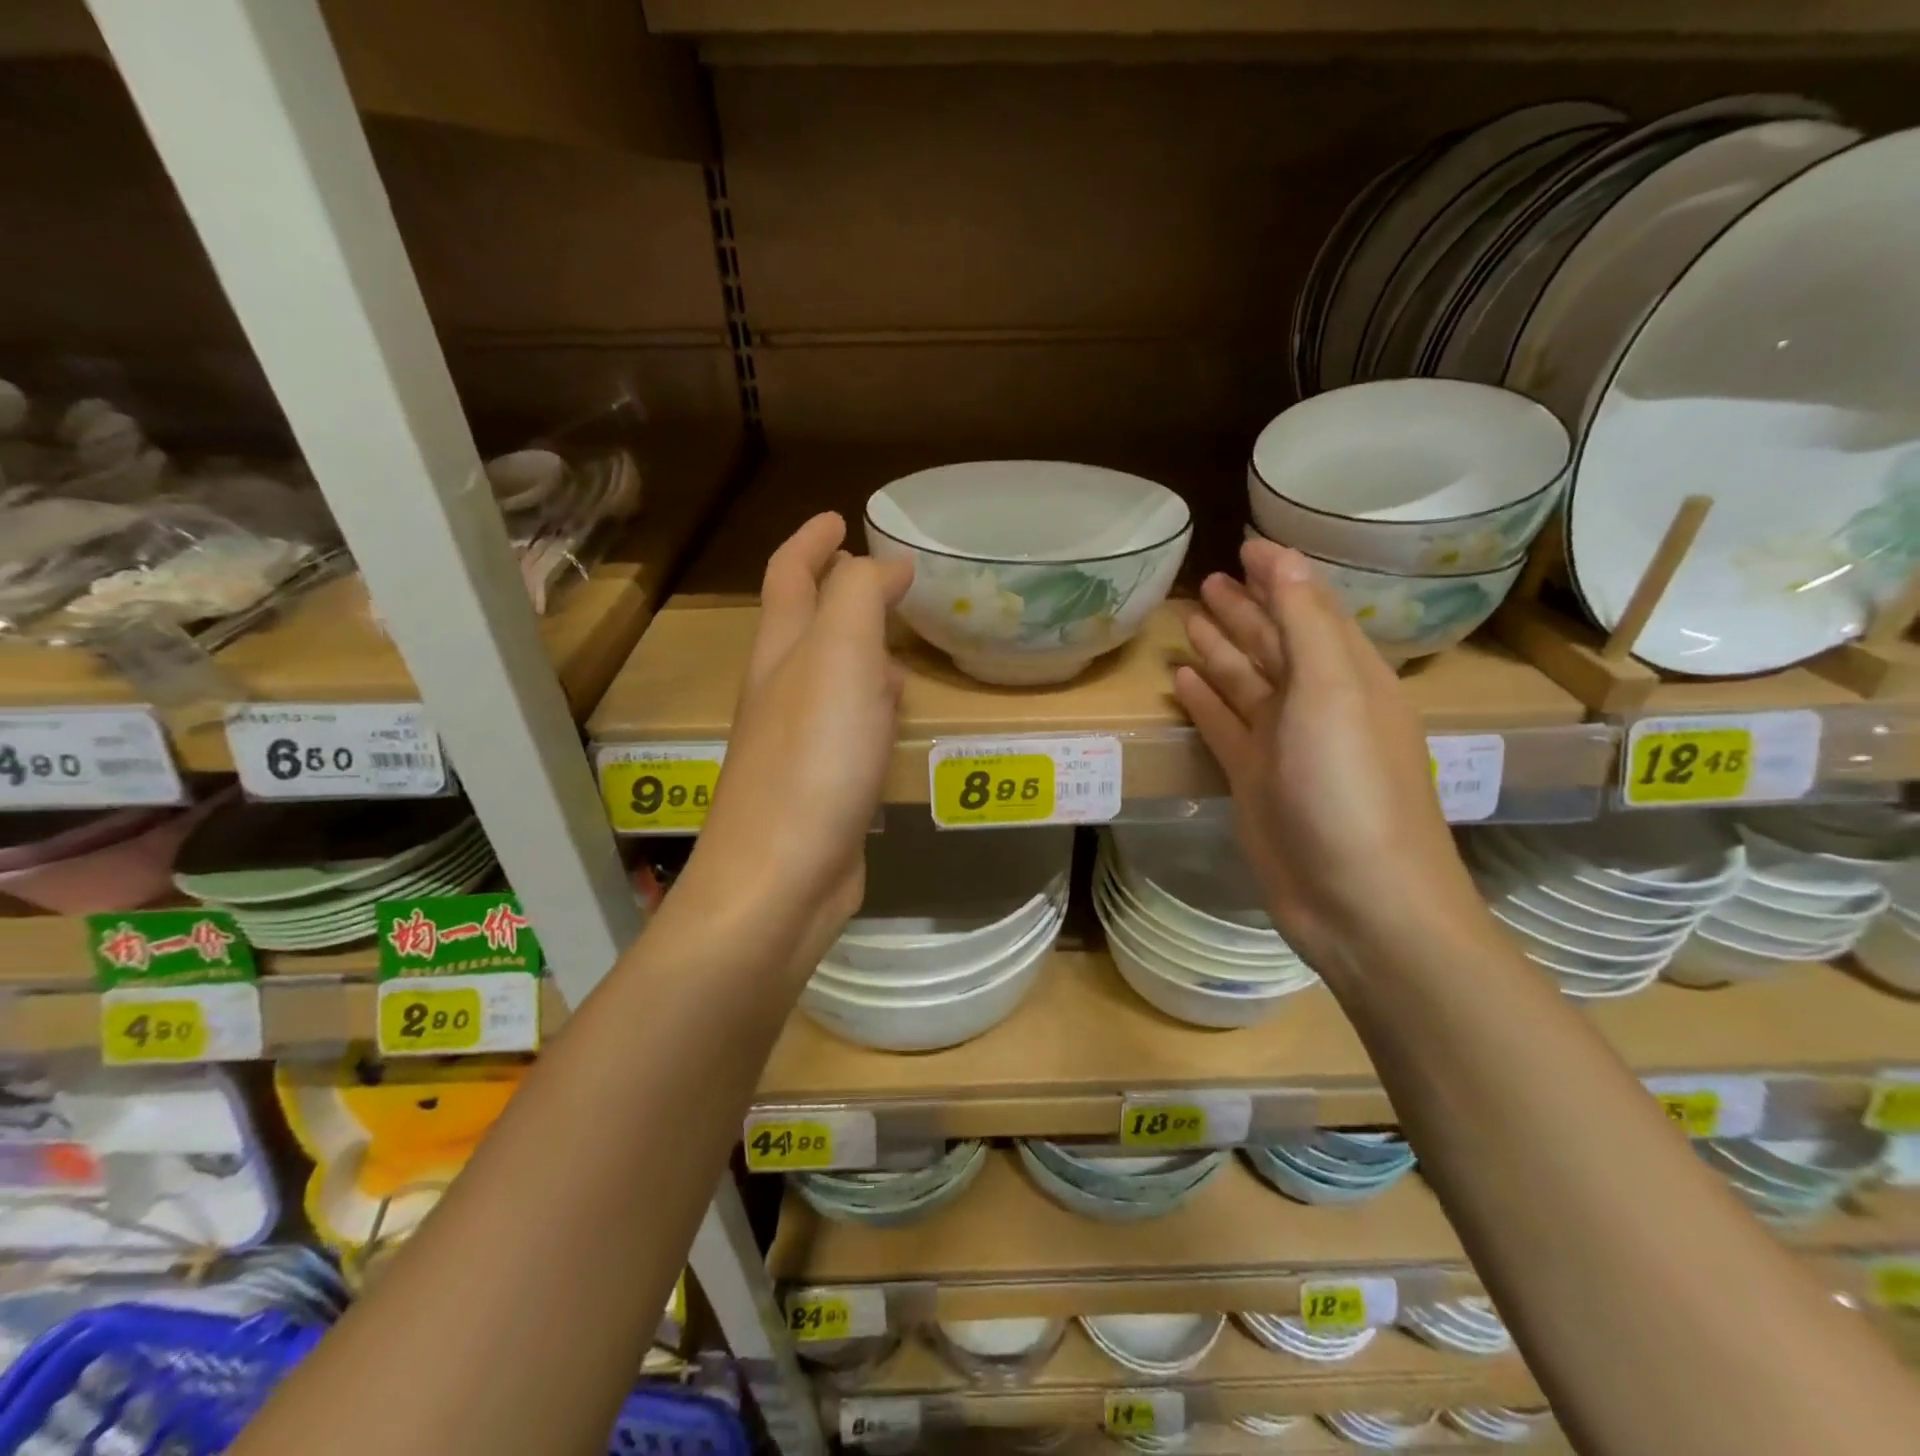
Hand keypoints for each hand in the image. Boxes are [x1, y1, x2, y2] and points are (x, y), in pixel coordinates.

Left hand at [675, 514, 911, 974]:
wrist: (781, 878)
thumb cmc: (813, 759)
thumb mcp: (839, 657)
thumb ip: (859, 597)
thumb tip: (884, 563)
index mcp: (781, 651)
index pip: (790, 576)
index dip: (811, 540)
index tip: (841, 516)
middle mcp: (781, 690)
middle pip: (804, 624)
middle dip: (836, 591)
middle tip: (881, 576)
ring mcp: (798, 740)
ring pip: (829, 676)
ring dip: (858, 648)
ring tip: (896, 636)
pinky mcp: (821, 784)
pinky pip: (848, 724)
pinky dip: (871, 704)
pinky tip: (893, 713)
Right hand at [1174, 538, 1484, 978]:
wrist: (1358, 901)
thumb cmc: (1351, 787)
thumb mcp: (1333, 691)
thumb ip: (1304, 621)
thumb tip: (1280, 556)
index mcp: (1348, 676)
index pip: (1309, 609)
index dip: (1278, 576)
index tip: (1244, 546)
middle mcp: (1316, 705)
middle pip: (1274, 645)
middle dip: (1245, 610)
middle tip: (1207, 581)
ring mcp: (1283, 746)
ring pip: (1246, 684)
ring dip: (1221, 651)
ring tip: (1189, 621)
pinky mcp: (1254, 782)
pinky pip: (1225, 727)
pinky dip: (1205, 702)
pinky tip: (1182, 680)